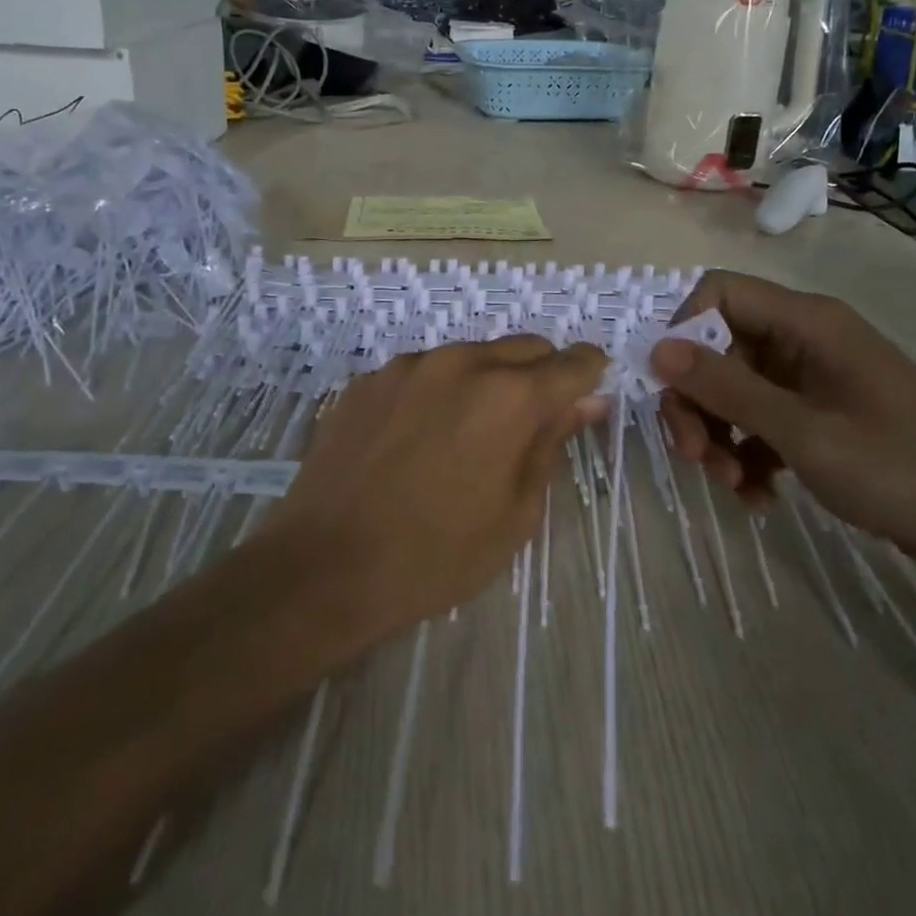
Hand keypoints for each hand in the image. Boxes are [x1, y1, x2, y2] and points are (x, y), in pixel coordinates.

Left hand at [271, 335, 606, 641]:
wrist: (325, 567)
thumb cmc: (436, 556)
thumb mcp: (515, 513)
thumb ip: (553, 443)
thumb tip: (587, 401)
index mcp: (509, 396)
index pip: (572, 363)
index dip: (589, 374)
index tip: (590, 392)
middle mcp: (461, 363)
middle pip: (524, 348)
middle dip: (541, 375)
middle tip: (531, 424)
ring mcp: (408, 366)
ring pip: (471, 355)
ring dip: (486, 381)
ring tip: (466, 435)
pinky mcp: (369, 379)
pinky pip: (422, 371)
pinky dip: (437, 392)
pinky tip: (417, 438)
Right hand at [653, 271, 915, 586]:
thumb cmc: (907, 470)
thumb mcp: (805, 432)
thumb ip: (728, 389)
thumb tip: (657, 349)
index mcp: (807, 323)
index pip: (718, 294)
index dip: (682, 332)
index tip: (666, 386)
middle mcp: (804, 342)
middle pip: (719, 348)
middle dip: (698, 402)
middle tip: (694, 457)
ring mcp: (812, 382)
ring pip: (735, 391)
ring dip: (720, 437)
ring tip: (733, 486)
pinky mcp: (821, 419)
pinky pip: (762, 424)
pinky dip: (750, 457)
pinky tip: (759, 497)